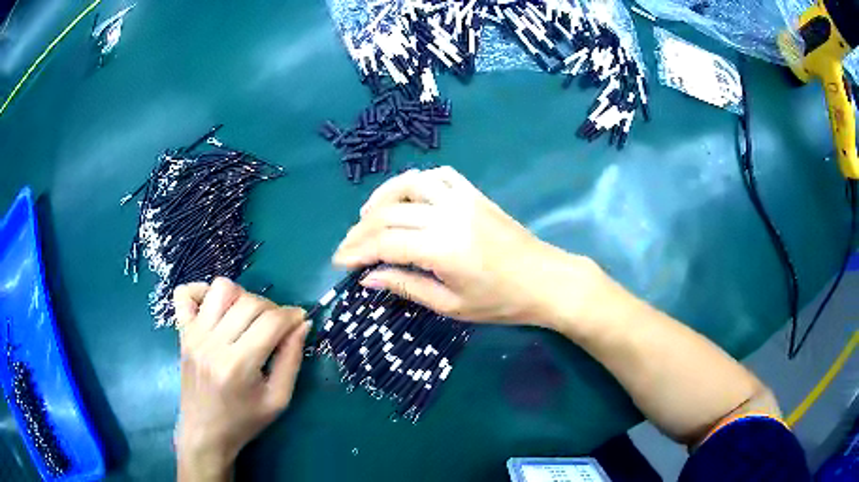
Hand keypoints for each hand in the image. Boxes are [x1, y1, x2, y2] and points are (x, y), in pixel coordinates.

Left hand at [173, 277, 308, 480]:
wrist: (205, 433)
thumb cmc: (244, 421)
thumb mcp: (278, 400)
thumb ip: (292, 360)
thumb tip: (302, 324)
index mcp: (238, 365)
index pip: (271, 322)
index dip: (292, 315)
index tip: (300, 319)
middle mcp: (213, 343)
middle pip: (249, 301)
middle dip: (272, 308)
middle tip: (277, 326)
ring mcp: (193, 334)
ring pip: (221, 288)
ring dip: (242, 296)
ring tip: (247, 316)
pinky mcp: (182, 332)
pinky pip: (185, 293)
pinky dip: (202, 291)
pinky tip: (215, 308)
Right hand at [333, 166, 600, 323]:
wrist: (546, 281)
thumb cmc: (501, 302)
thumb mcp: (451, 305)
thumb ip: (407, 286)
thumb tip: (368, 279)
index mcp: (442, 248)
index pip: (385, 244)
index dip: (357, 252)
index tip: (339, 262)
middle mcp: (447, 215)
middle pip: (390, 213)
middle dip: (361, 230)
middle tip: (348, 246)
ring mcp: (463, 199)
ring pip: (410, 184)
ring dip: (383, 197)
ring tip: (368, 215)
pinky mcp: (475, 194)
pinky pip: (440, 176)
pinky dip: (417, 182)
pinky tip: (408, 197)